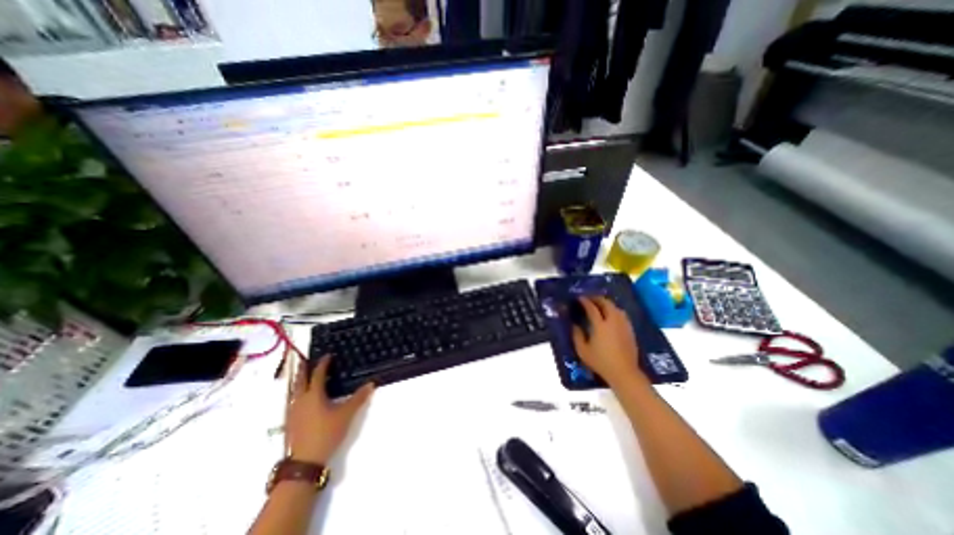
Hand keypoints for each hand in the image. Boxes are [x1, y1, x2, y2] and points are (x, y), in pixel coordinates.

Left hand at [283, 358, 371, 464]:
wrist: (305, 461)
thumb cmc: (327, 433)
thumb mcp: (346, 414)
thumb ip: (358, 398)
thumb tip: (371, 383)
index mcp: (314, 395)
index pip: (318, 374)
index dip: (323, 363)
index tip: (328, 355)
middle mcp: (300, 400)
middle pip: (300, 380)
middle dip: (303, 369)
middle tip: (306, 359)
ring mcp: (292, 411)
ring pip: (293, 390)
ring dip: (298, 380)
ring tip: (302, 375)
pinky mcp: (290, 421)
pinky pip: (292, 400)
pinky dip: (296, 392)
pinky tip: (300, 397)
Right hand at [573, 296, 648, 387]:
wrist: (624, 372)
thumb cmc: (601, 362)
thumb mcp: (583, 350)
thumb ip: (577, 335)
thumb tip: (574, 325)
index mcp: (600, 325)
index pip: (592, 308)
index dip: (585, 301)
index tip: (579, 298)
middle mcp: (613, 321)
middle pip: (606, 303)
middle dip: (597, 298)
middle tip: (589, 299)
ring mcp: (623, 325)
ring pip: (616, 308)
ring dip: (607, 303)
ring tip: (600, 305)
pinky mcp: (630, 330)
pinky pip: (622, 315)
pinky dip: (614, 310)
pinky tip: (611, 315)